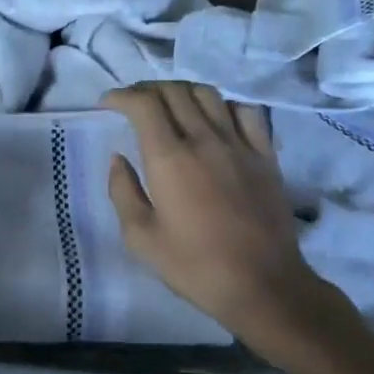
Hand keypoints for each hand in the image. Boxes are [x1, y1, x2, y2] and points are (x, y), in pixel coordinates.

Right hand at [103, 83, 314, 334]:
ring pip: (208, 95)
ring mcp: (239, 144)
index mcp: (169, 159)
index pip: (144, 104)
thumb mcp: (141, 238)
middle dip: (147, 89)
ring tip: (170, 105)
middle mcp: (204, 140)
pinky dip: (223, 105)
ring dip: (182, 91)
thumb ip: (123, 192)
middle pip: (174, 92)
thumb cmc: (194, 266)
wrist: (262, 284)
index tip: (107, 104)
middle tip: (133, 103)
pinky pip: (246, 112)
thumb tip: (118, 160)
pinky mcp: (265, 155)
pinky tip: (215, 118)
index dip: (122, 96)